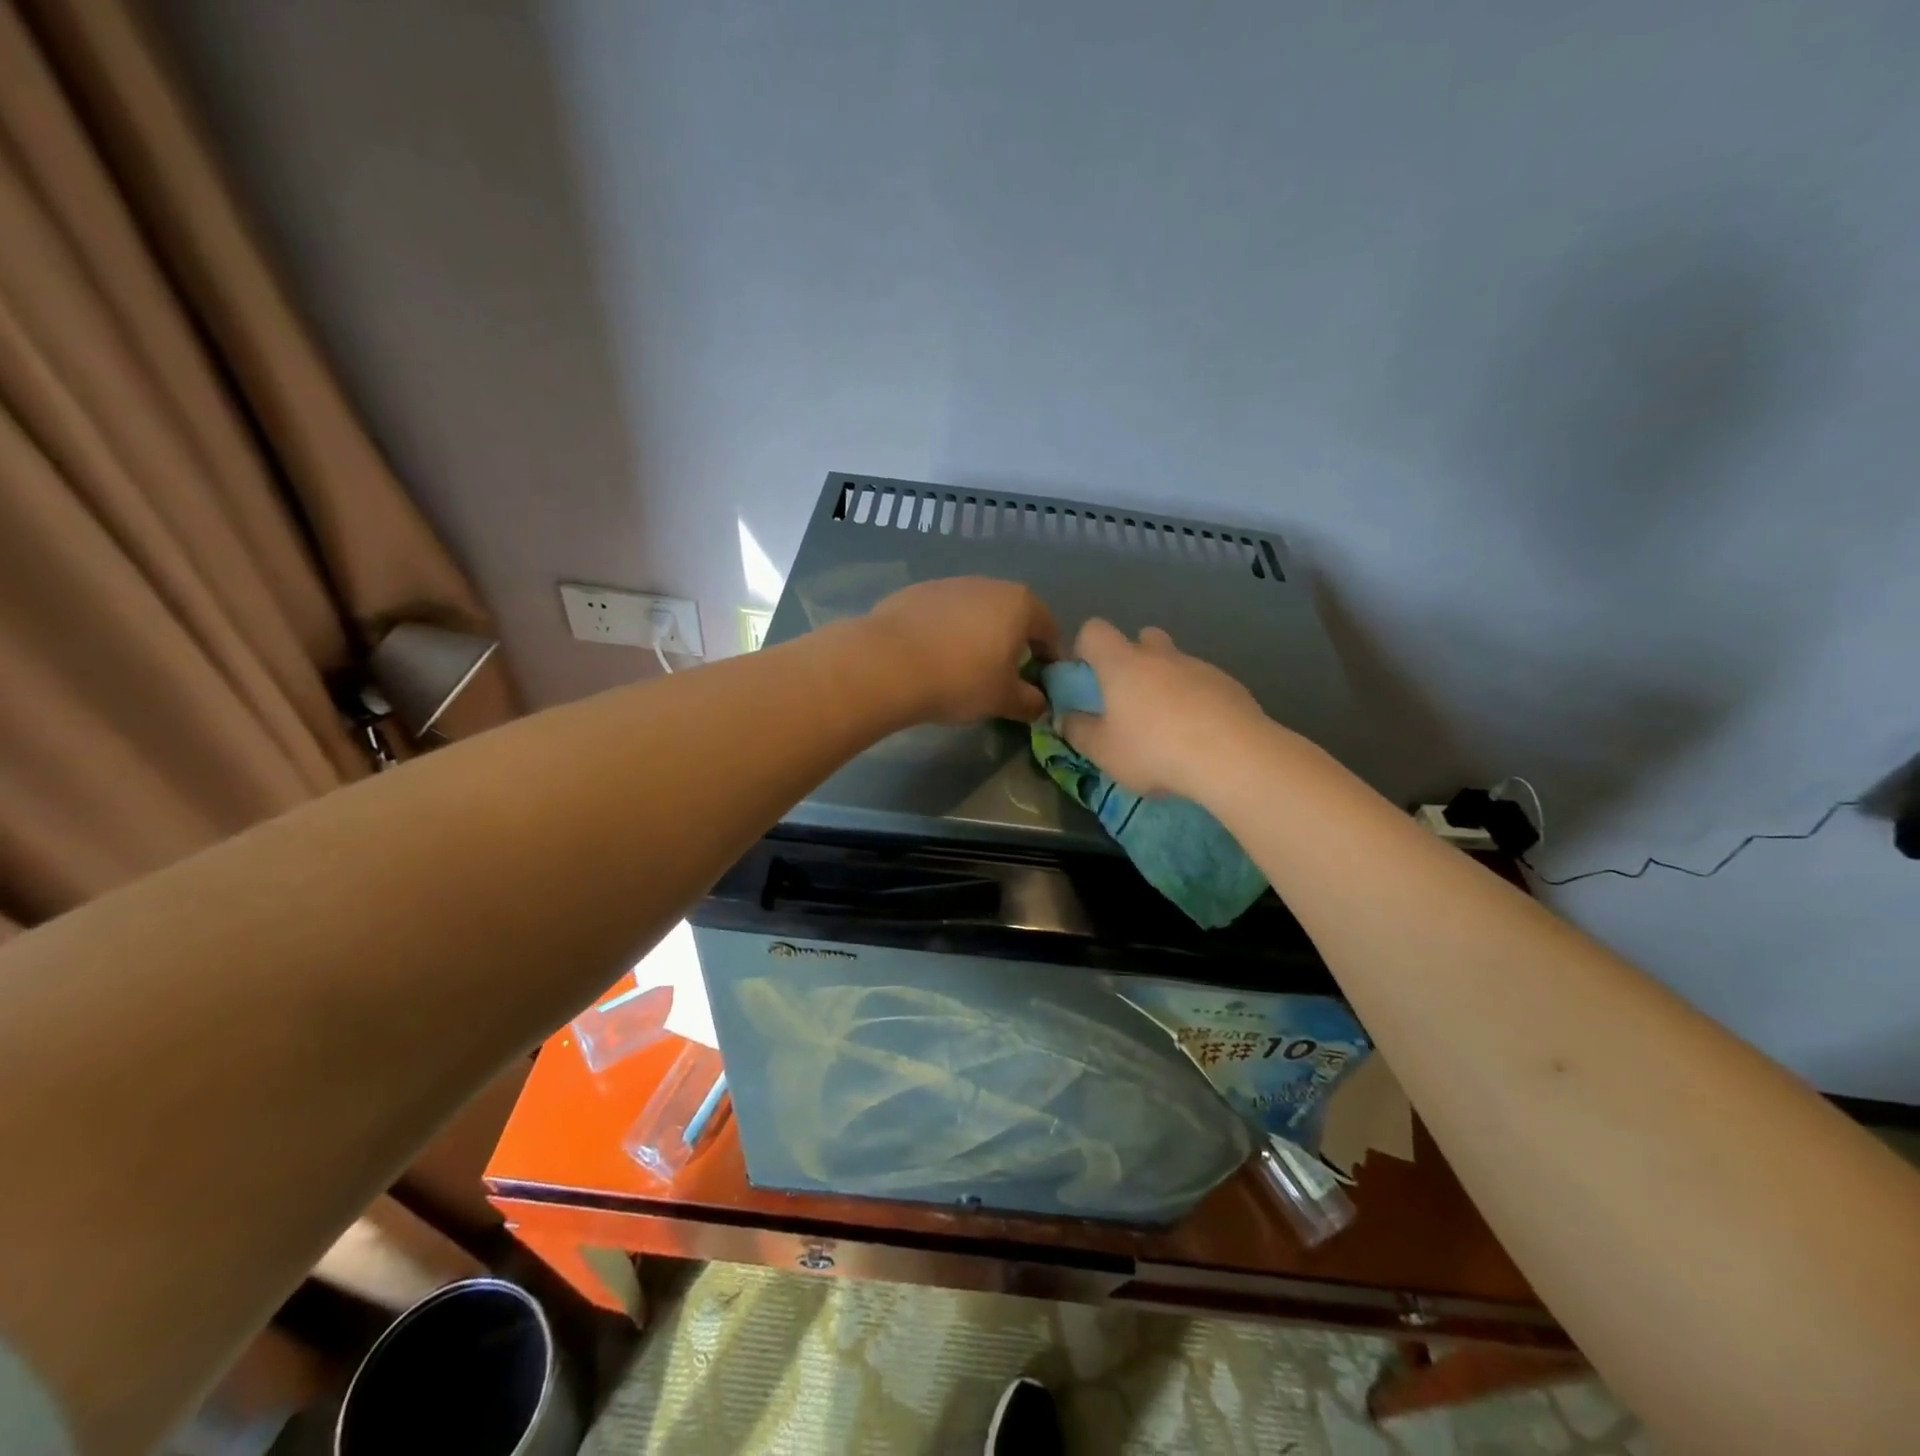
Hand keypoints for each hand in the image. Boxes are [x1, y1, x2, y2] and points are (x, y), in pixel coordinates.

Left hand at [865, 577, 1060, 723]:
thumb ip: (1030, 702)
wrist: (887, 664)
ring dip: (978, 636)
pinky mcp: (915, 592)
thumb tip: (1040, 704)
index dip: (1049, 659)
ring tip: (964, 668)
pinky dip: (945, 632)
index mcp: (1020, 604)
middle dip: (1013, 644)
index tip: (1039, 684)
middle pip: (1012, 615)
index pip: (1049, 630)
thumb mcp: (1003, 700)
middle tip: (1003, 677)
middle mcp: (988, 584)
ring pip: (975, 612)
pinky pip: (942, 614)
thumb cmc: (960, 680)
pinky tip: (932, 658)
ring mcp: (949, 584)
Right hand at [1060, 619, 1270, 797]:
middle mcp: (1160, 655)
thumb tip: (1065, 718)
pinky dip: (1196, 700)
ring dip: (1167, 682)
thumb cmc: (1153, 750)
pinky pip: (1203, 683)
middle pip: (1141, 637)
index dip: (1085, 648)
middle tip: (1130, 699)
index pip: (1094, 631)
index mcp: (1122, 663)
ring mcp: (1199, 666)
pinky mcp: (1230, 685)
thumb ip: (1078, 731)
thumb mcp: (1102, 751)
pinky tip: (1200, 734)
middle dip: (1132, 660)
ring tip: (1169, 725)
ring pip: (1175, 662)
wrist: (1232, 757)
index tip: (1085, 678)